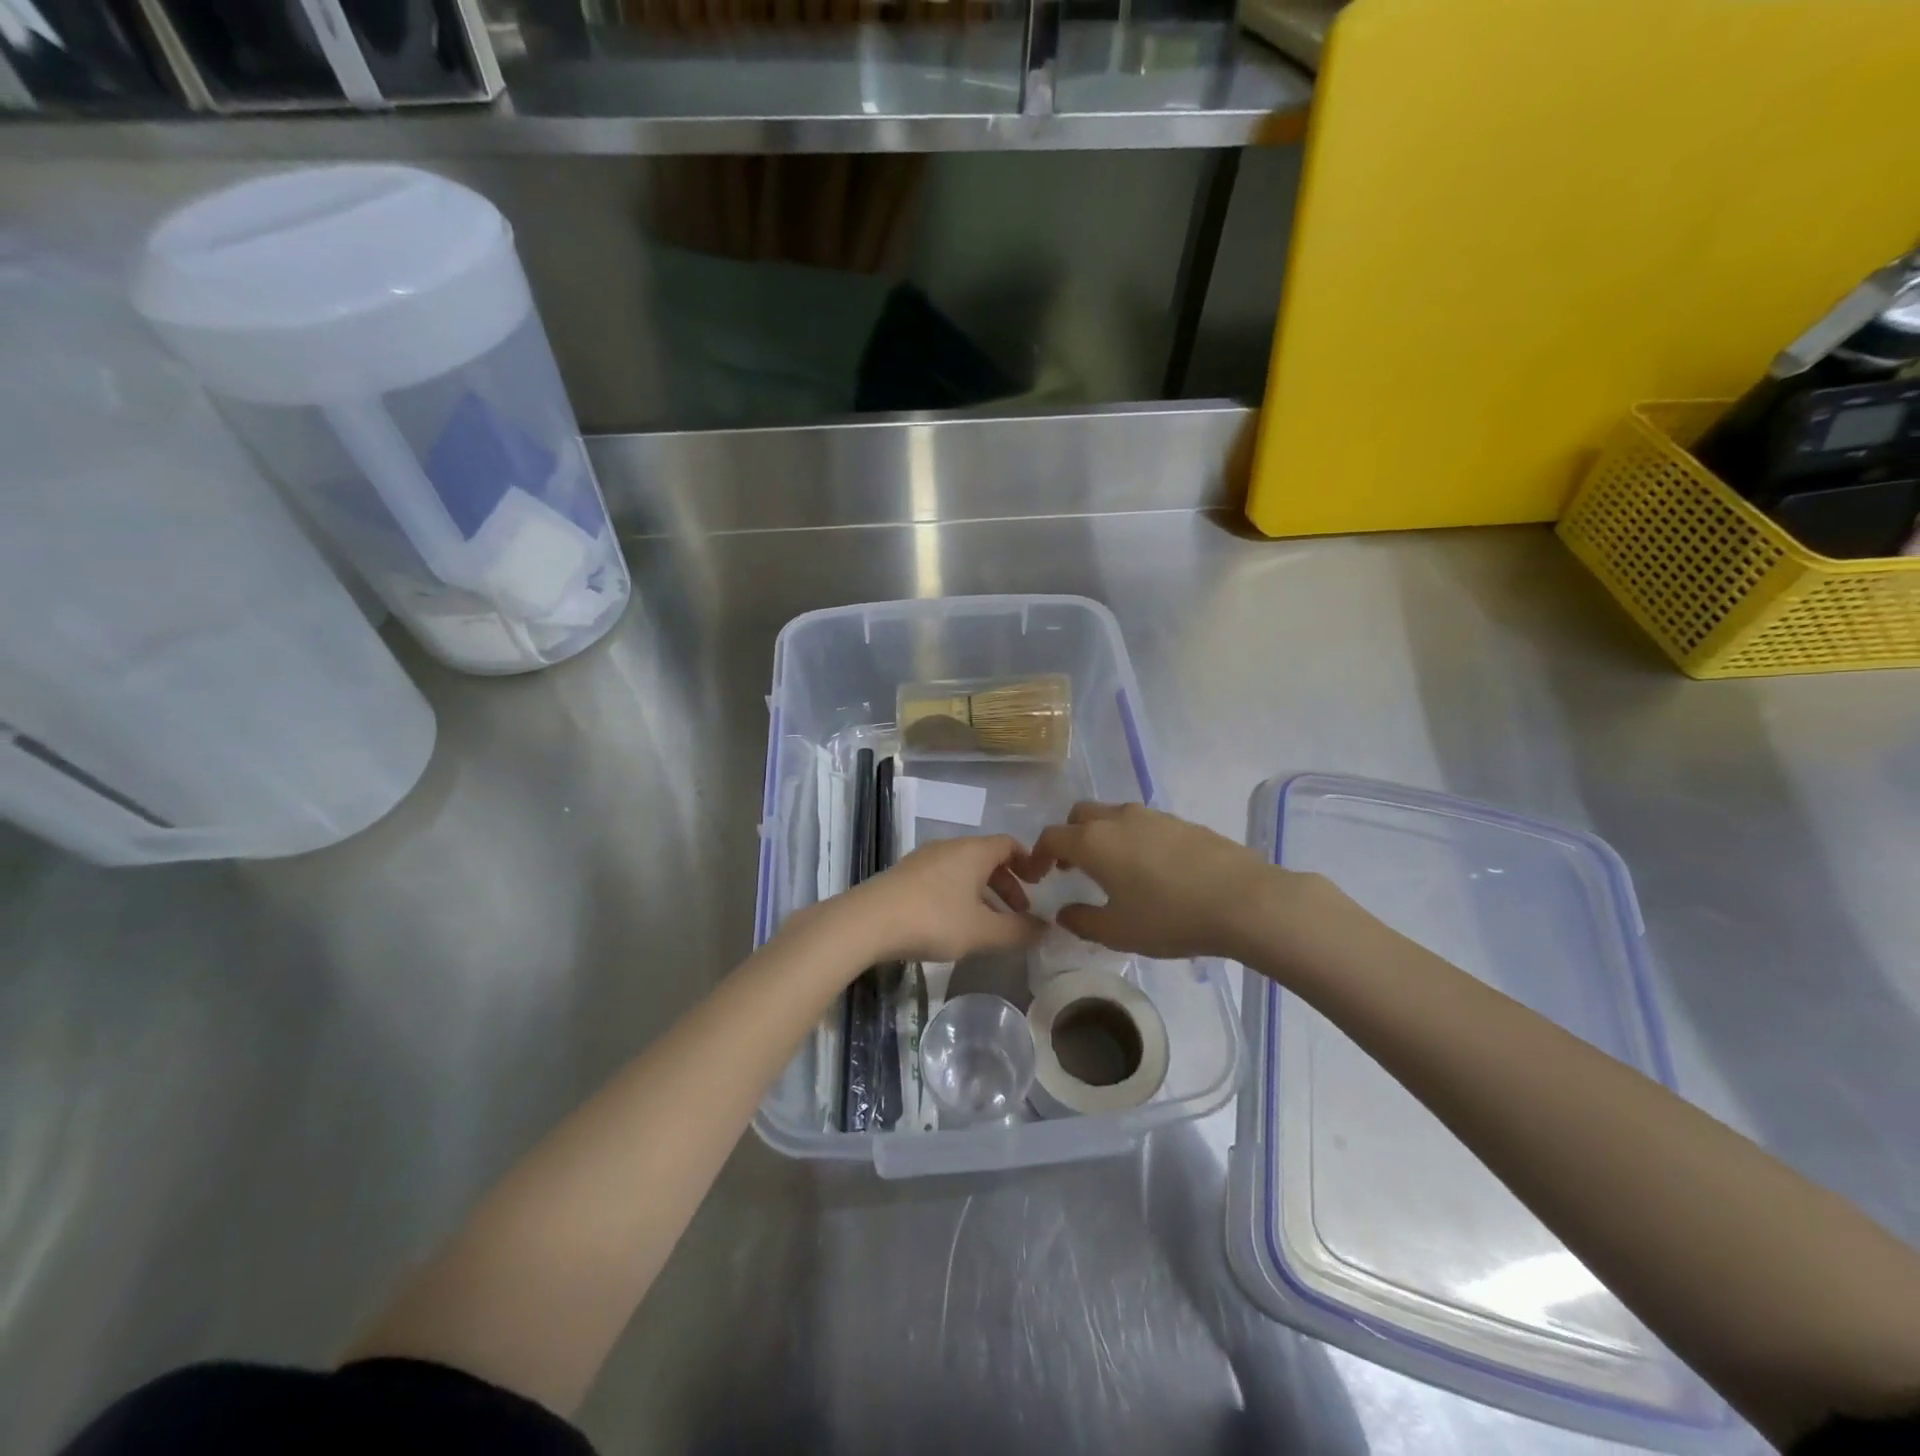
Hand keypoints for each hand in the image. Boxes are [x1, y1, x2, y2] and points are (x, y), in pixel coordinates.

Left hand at [836, 835, 1043, 964]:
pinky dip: (960, 896)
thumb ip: (1017, 931)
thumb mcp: (982, 931)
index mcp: (973, 851)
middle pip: (987, 858)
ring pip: (965, 871)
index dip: (1029, 862)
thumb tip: (1046, 929)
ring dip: (983, 893)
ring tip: (989, 925)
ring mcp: (924, 860)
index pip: (1009, 844)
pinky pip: (944, 879)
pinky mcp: (906, 876)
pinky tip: (956, 925)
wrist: (868, 921)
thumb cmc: (933, 919)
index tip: (1040, 886)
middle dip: (1008, 884)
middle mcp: (950, 847)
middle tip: (1019, 913)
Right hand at [1018, 802, 1315, 961]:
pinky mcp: (1181, 822)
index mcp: (1094, 842)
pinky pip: (1143, 823)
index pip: (1051, 837)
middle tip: (1071, 868)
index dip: (1037, 856)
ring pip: (1113, 815)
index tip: (1038, 877)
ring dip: (1102, 836)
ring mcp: (1152, 816)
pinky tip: (1150, 869)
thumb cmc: (1170, 917)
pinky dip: (1132, 838)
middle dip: (1069, 837)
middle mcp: (1118, 819)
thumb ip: (1082, 921)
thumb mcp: (1118, 931)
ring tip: (1112, 870)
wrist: (1243, 900)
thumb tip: (1064, 913)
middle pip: (1080, 816)